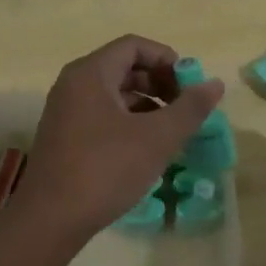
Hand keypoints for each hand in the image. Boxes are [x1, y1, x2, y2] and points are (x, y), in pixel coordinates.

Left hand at [11, 35, 225, 245]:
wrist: (50, 219)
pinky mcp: (64, 137)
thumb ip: (189, 108)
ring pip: (114, 94)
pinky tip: (146, 149)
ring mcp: (66, 112)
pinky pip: (102, 115)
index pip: (134, 46)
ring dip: (147, 105)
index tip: (190, 85)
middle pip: (124, 67)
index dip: (167, 60)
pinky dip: (128, 122)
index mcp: (90, 73)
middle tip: (185, 109)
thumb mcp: (157, 138)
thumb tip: (215, 84)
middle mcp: (73, 84)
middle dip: (159, 83)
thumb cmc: (105, 169)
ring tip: (171, 131)